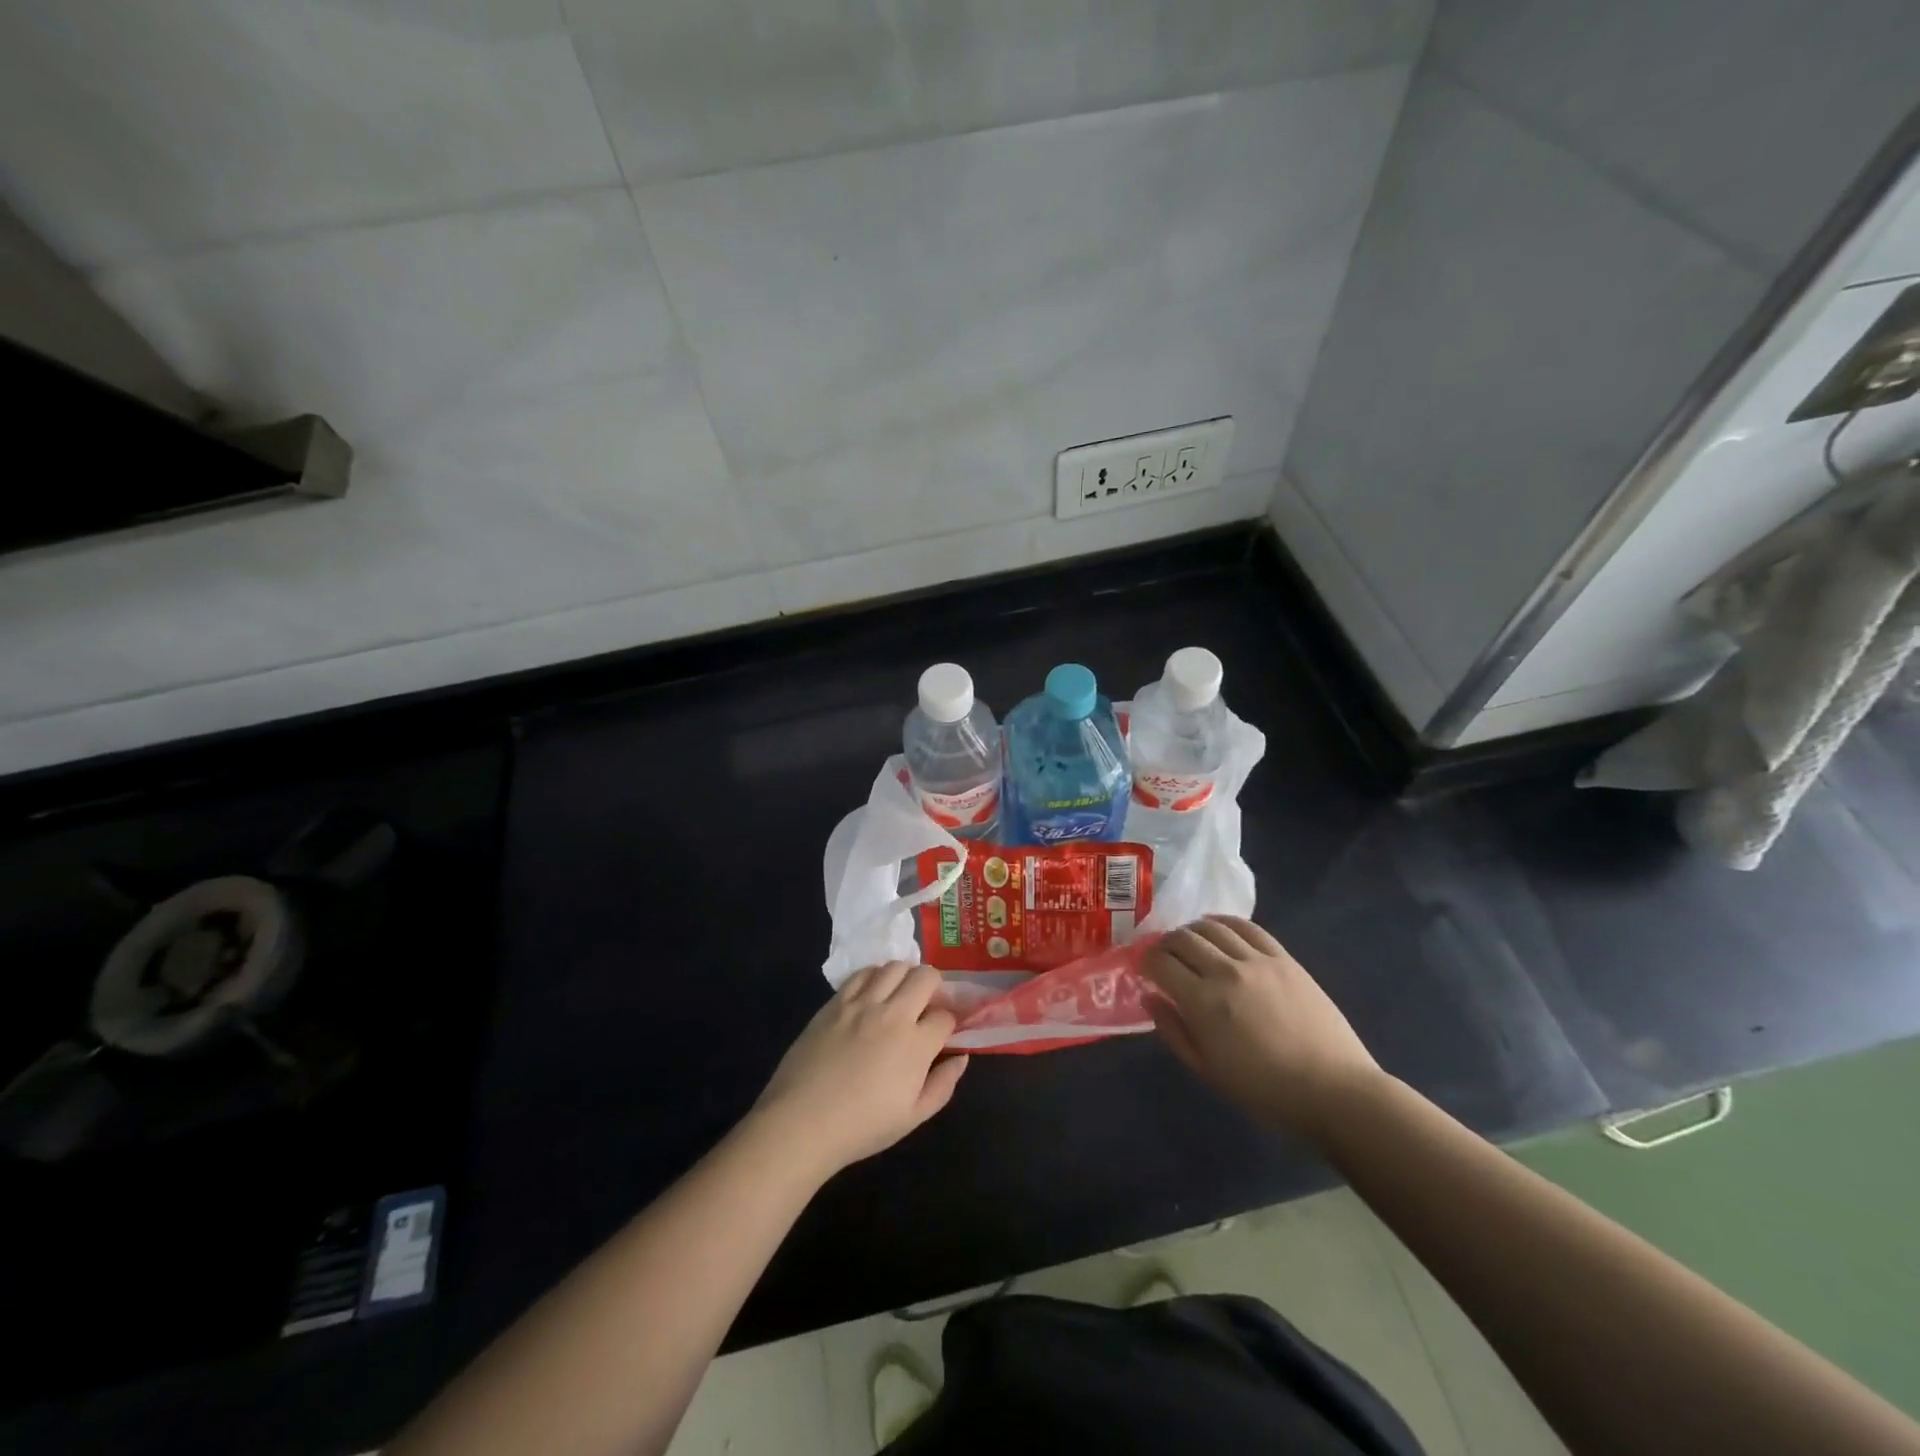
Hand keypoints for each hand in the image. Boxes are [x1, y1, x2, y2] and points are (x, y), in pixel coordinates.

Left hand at [752, 962, 967, 1178]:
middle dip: (935, 987)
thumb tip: (962, 1056)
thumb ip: (943, 1085)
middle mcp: (893, 1014)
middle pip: (926, 977)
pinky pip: (863, 973)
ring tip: (901, 995)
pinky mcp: (836, 1001)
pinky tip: (873, 993)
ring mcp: (862, 1003)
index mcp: (916, 1045)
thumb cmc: (861, 1127)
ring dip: (906, 976)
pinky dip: (876, 976)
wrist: (802, 1122)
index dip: (949, 1023)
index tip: (943, 1032)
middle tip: (927, 1005)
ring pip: (895, 966)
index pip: (946, 1016)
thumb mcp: (912, 1117)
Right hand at [1143, 916, 1383, 1139]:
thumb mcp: (1207, 1070)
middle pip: (1182, 939)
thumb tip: (1150, 997)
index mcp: (1202, 1002)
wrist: (1333, 1091)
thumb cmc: (1264, 1091)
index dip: (1145, 962)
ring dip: (1191, 931)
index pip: (1160, 963)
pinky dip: (1224, 922)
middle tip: (1162, 956)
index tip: (1143, 969)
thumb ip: (1173, 1030)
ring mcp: (1257, 960)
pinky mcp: (1283, 958)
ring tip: (1188, 942)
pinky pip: (1247, 927)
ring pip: (1211, 927)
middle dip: (1164, 944)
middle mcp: (1225, 971)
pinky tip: (1217, 928)